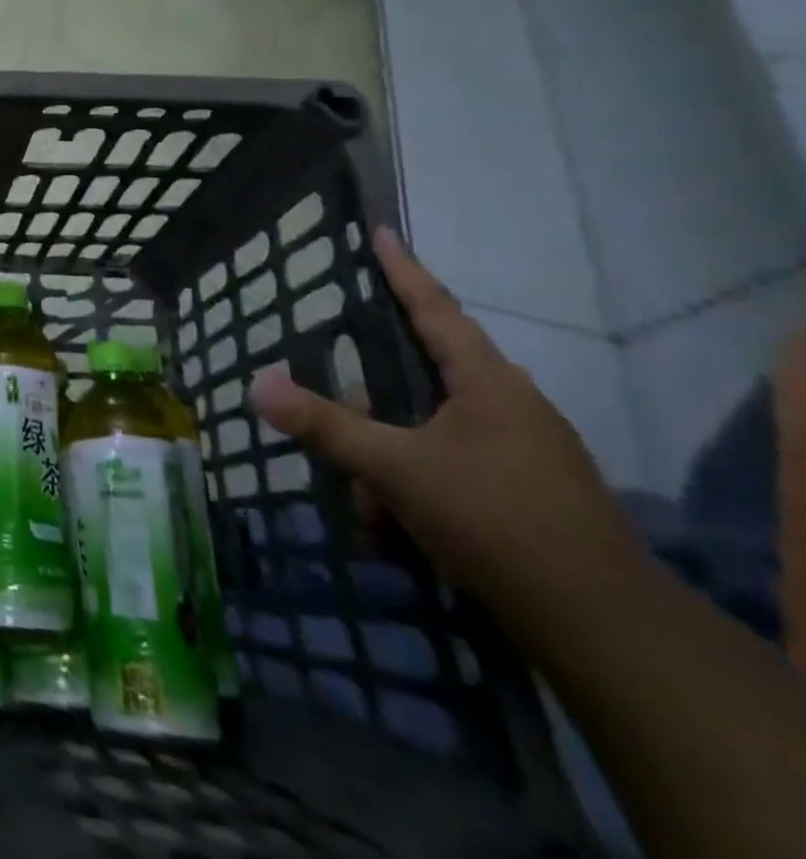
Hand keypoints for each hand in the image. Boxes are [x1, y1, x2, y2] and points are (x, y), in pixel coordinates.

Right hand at [249, 227, 646, 634]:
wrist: (603, 629)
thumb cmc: (495, 521)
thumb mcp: (395, 470)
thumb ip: (325, 425)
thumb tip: (256, 383)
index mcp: (488, 383)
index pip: (434, 309)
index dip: (402, 269)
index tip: (380, 231)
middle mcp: (510, 406)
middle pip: (421, 379)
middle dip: (371, 407)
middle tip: (338, 417)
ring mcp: (523, 452)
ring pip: (430, 432)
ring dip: (388, 462)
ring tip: (366, 507)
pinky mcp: (527, 494)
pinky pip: (451, 468)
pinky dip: (414, 489)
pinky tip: (394, 531)